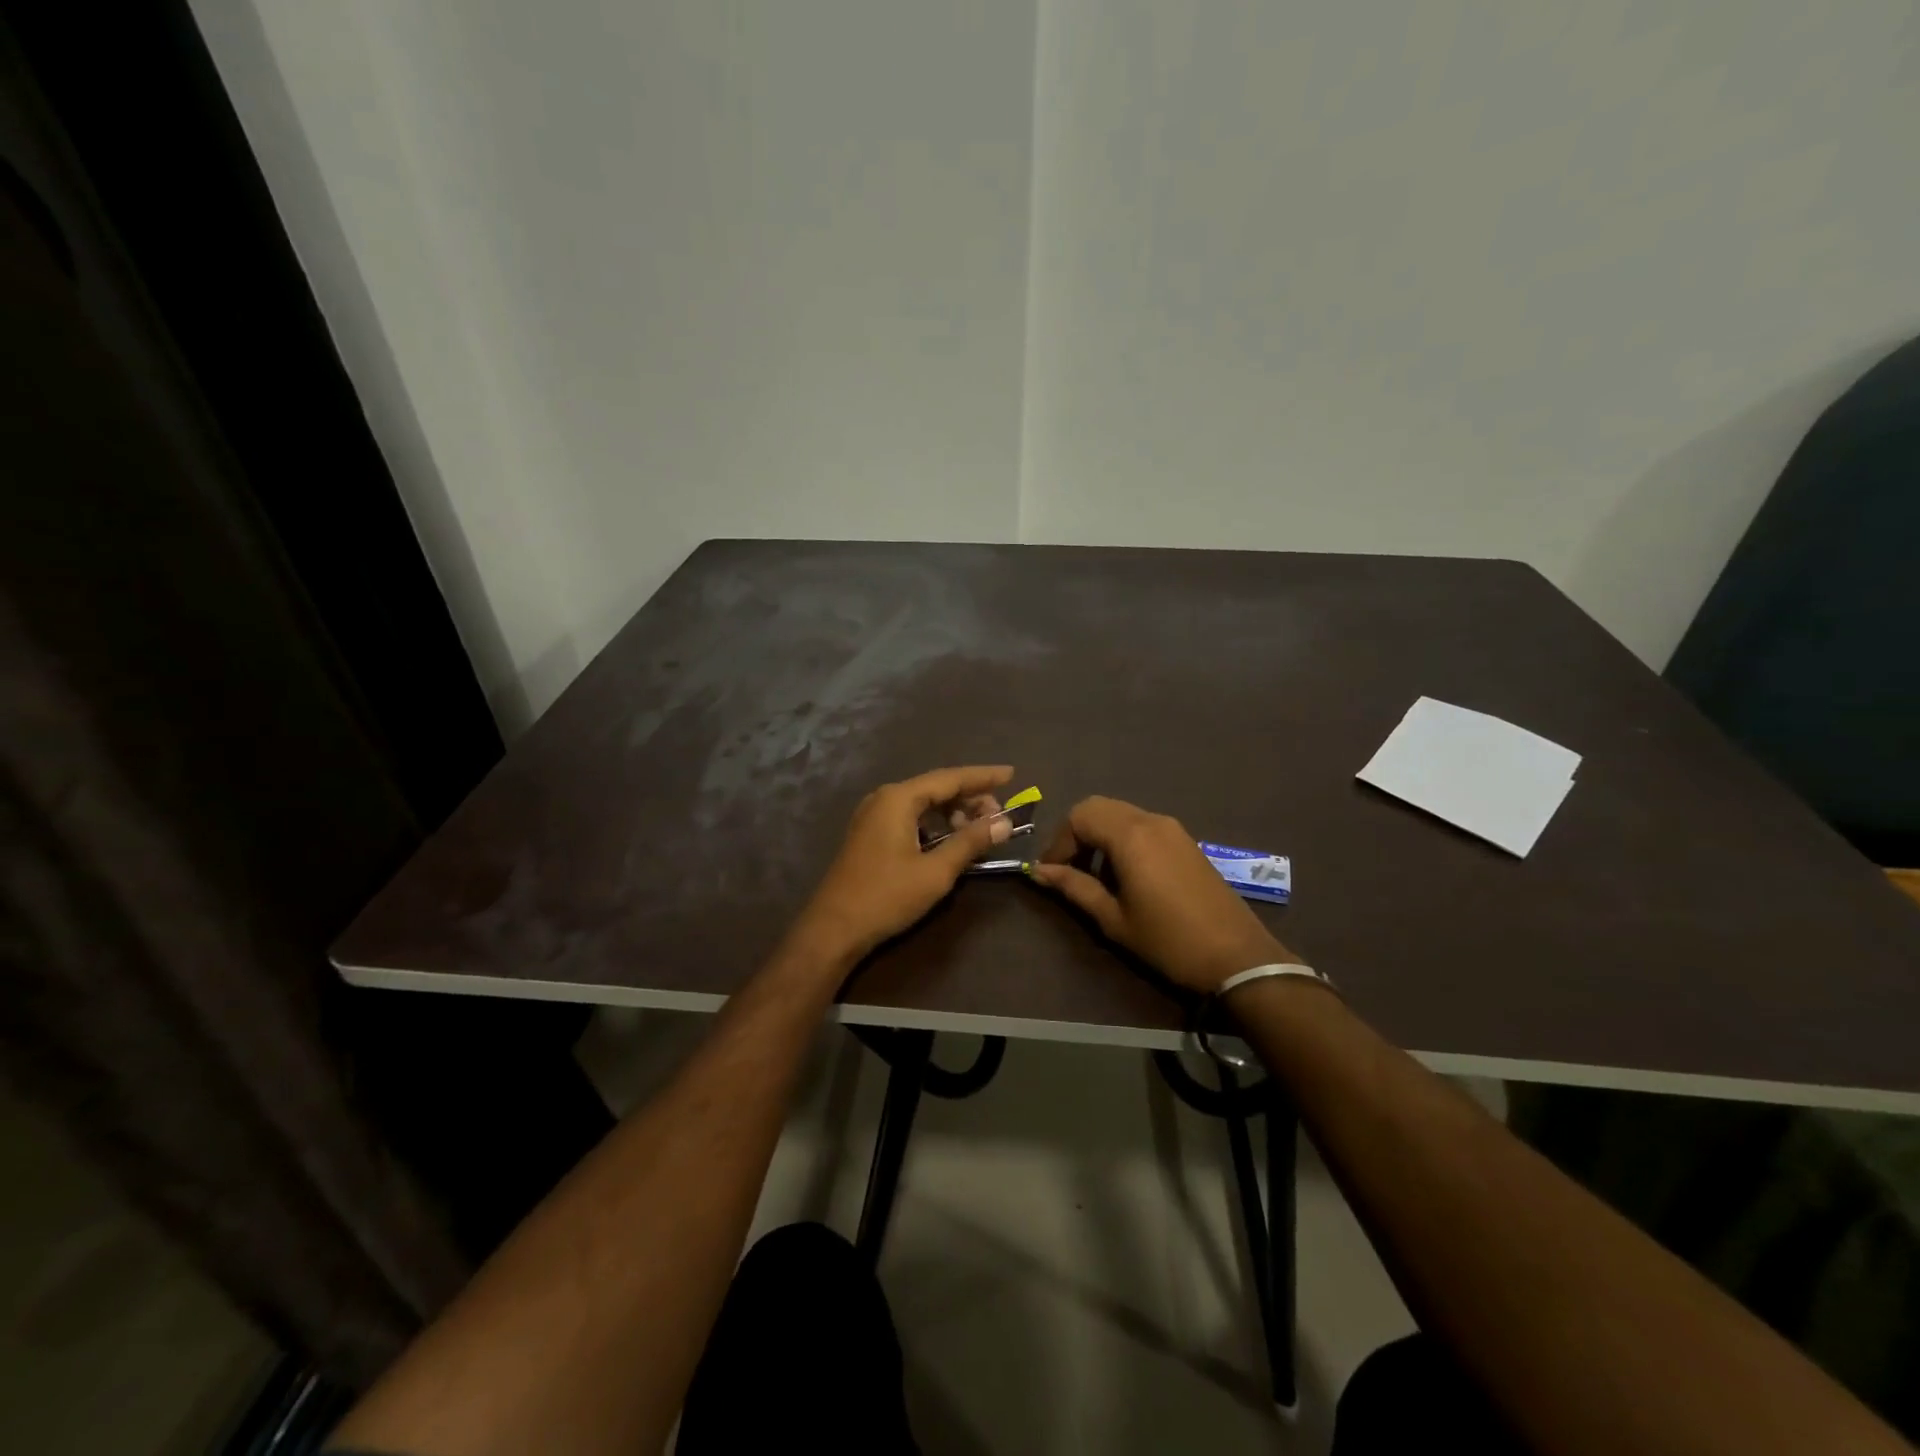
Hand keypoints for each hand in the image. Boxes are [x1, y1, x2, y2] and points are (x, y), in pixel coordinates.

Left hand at [790, 765, 1014, 969]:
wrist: (834, 928)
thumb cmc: (886, 896)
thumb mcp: (936, 871)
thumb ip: (971, 842)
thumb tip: (1004, 823)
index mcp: (898, 798)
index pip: (950, 778)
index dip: (983, 777)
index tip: (1011, 774)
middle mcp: (884, 798)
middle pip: (936, 787)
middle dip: (970, 798)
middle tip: (999, 816)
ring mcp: (873, 816)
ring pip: (922, 803)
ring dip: (952, 812)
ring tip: (978, 830)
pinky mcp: (870, 834)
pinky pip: (909, 817)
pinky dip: (934, 824)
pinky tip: (950, 840)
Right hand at [1030, 796, 1300, 993]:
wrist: (1237, 956)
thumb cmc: (1168, 940)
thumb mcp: (1114, 919)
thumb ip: (1074, 887)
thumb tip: (1039, 872)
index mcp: (1130, 836)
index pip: (1079, 816)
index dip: (1059, 842)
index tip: (1051, 872)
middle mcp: (1150, 820)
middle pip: (1098, 807)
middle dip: (1076, 834)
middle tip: (1068, 869)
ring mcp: (1172, 828)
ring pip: (1120, 813)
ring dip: (1099, 836)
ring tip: (1094, 876)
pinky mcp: (1185, 840)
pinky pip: (1142, 825)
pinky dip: (1122, 838)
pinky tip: (1125, 875)